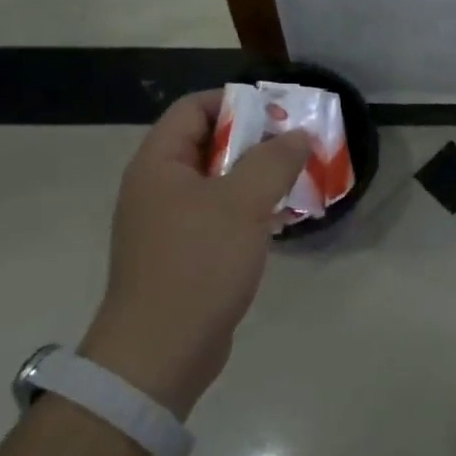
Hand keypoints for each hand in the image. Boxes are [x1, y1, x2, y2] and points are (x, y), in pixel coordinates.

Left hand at [80, 91, 310, 416]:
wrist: (160, 354)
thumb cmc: (198, 265)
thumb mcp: (243, 203)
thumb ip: (274, 160)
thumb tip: (297, 135)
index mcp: (159, 164)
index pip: (193, 108)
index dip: (235, 102)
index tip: (278, 113)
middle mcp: (157, 187)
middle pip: (208, 143)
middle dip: (256, 140)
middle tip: (297, 147)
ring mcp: (168, 223)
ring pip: (218, 182)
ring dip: (257, 177)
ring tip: (298, 180)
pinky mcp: (183, 255)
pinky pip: (219, 216)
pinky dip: (249, 210)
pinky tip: (280, 219)